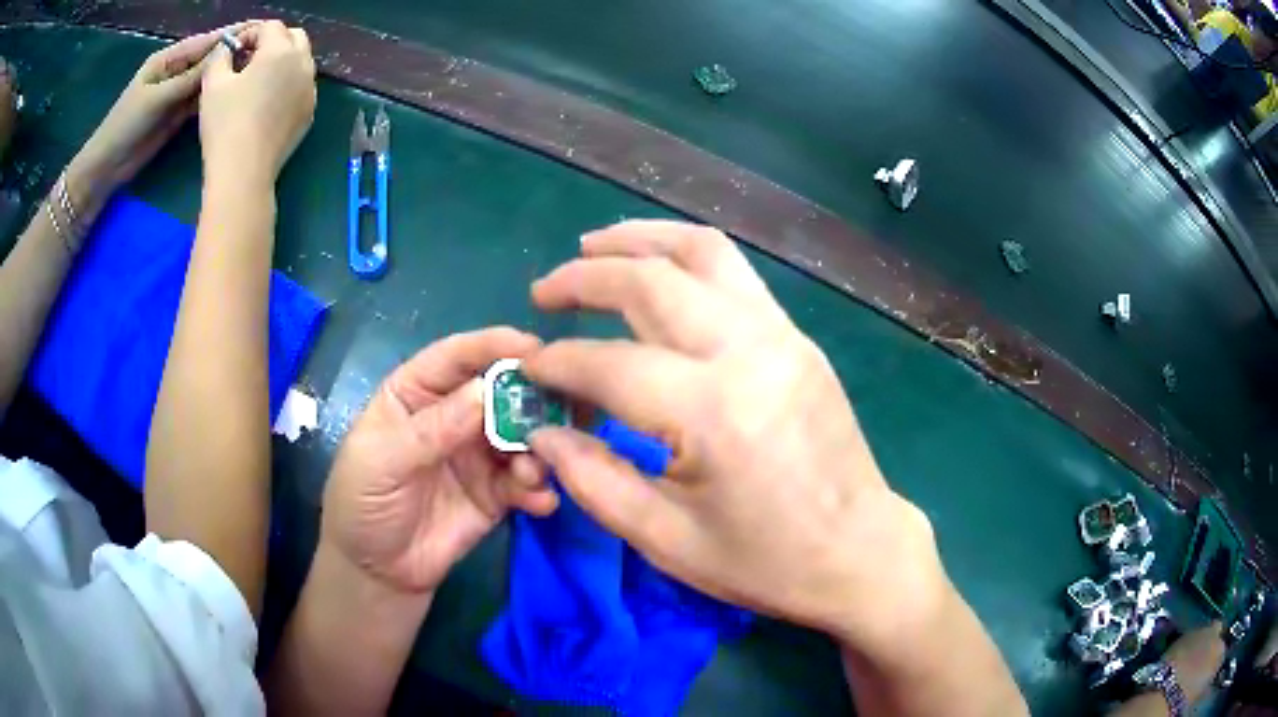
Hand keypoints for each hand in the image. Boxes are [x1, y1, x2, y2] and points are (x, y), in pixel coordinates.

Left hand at [71, 24, 254, 212]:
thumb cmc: (126, 126)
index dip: (232, 34)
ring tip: (256, 71)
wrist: (107, 167)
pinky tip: (234, 94)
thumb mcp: (157, 98)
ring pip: (207, 79)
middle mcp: (176, 70)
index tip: (261, 29)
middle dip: (233, 53)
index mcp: (169, 58)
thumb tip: (224, 56)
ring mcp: (177, 93)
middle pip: (209, 58)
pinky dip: (215, 96)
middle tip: (265, 53)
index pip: (206, 41)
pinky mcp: (177, 114)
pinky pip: (200, 100)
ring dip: (226, 75)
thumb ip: (189, 78)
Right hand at [199, 21, 315, 185]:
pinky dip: (287, 84)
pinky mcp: (309, 113)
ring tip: (255, 81)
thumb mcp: (213, 84)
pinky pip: (301, 87)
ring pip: (300, 62)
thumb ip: (221, 57)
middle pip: (294, 37)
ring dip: (281, 62)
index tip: (233, 51)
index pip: (271, 26)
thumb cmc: (224, 124)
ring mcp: (310, 90)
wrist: (243, 173)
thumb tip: (228, 49)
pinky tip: (265, 104)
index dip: (251, 33)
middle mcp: (303, 65)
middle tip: (247, 61)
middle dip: (271, 42)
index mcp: (282, 51)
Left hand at [321, 328, 558, 593]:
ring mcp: (478, 454)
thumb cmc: (362, 502)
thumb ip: (432, 430)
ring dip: (538, 446)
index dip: (492, 345)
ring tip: (534, 470)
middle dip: (531, 395)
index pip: (455, 357)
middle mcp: (453, 415)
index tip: (532, 346)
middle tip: (565, 404)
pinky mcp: (497, 493)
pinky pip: (525, 481)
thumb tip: (486, 392)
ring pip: (520, 435)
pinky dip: (538, 487)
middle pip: (499, 392)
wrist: (378, 571)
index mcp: (417, 392)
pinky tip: (539, 501)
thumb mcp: (383, 461)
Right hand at [523, 220, 945, 656]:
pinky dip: (685, 256)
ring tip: (594, 245)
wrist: (859, 551)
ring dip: (640, 240)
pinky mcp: (798, 338)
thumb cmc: (765, 562)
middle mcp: (748, 352)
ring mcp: (781, 336)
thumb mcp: (666, 540)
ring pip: (702, 253)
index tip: (528, 369)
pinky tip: (658, 268)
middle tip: (544, 291)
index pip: (609, 364)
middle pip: (651, 281)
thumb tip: (542, 429)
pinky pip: (734, 273)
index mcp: (712, 413)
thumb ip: (593, 479)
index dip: (556, 363)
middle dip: (585, 278)